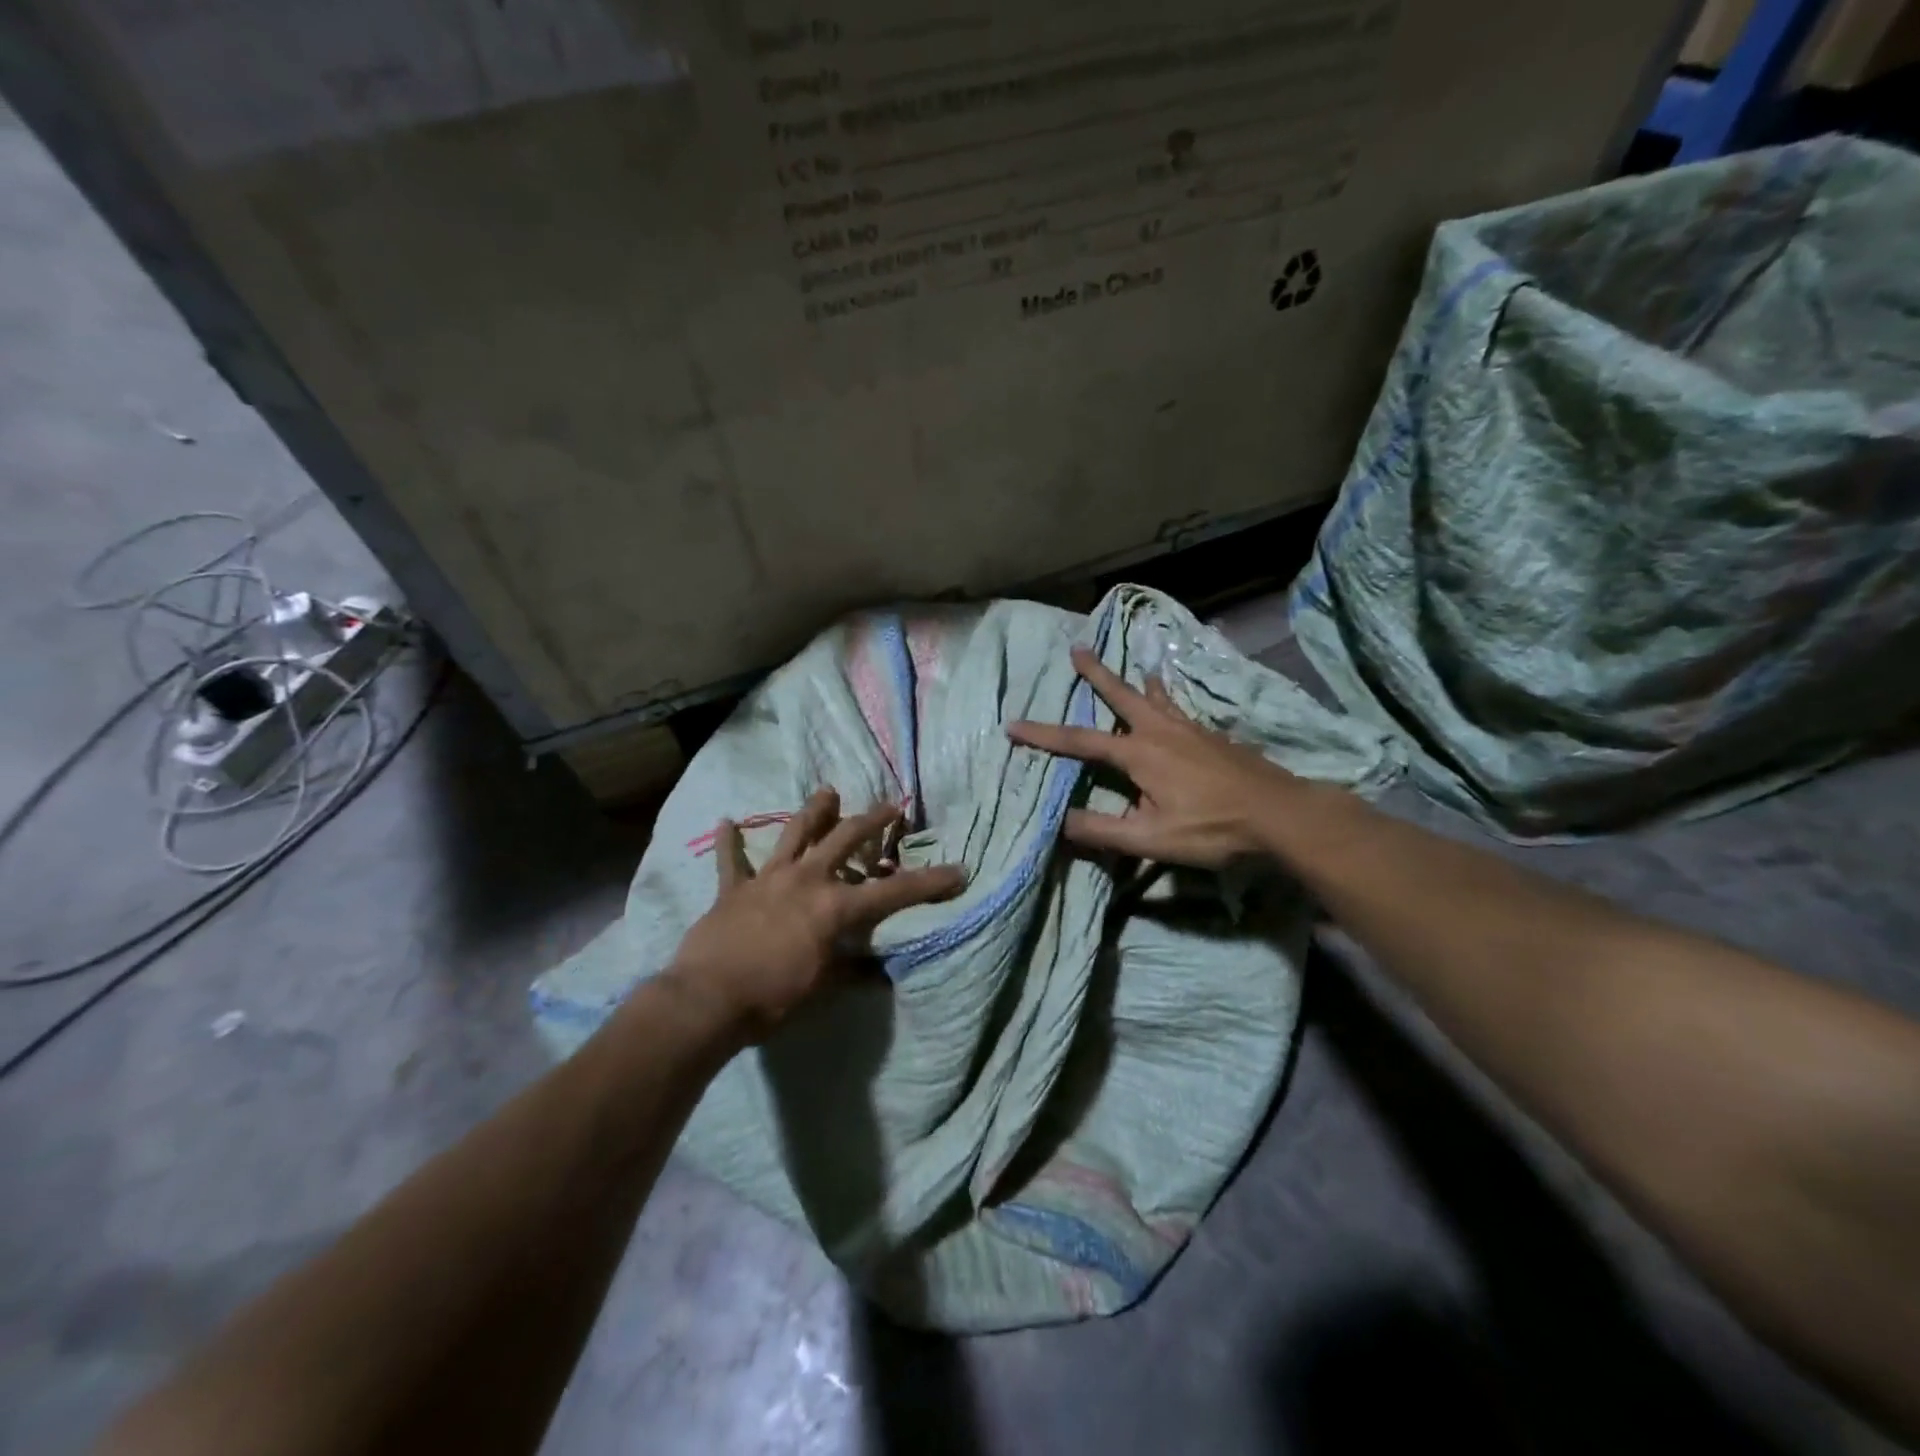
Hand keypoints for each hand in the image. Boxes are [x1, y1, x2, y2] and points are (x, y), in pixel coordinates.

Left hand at [665, 789, 964, 1040]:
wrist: (707, 1001)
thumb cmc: (773, 999)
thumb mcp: (823, 990)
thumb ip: (853, 972)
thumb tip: (882, 973)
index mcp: (835, 907)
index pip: (894, 892)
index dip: (929, 883)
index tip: (958, 870)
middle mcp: (807, 880)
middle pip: (846, 839)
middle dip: (873, 820)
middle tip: (892, 806)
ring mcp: (768, 879)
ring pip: (795, 834)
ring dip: (813, 811)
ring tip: (827, 792)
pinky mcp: (733, 889)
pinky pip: (731, 860)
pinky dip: (730, 842)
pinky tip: (726, 821)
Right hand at [1005, 645, 1305, 868]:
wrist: (1281, 814)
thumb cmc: (1212, 828)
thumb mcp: (1151, 839)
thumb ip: (1102, 830)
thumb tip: (1059, 821)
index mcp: (1139, 754)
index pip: (1079, 741)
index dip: (1043, 734)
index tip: (1012, 725)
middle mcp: (1161, 731)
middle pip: (1122, 695)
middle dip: (1096, 674)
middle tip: (1078, 648)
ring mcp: (1191, 730)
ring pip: (1156, 698)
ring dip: (1137, 682)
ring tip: (1135, 668)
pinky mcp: (1214, 737)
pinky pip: (1181, 710)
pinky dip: (1170, 700)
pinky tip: (1176, 708)